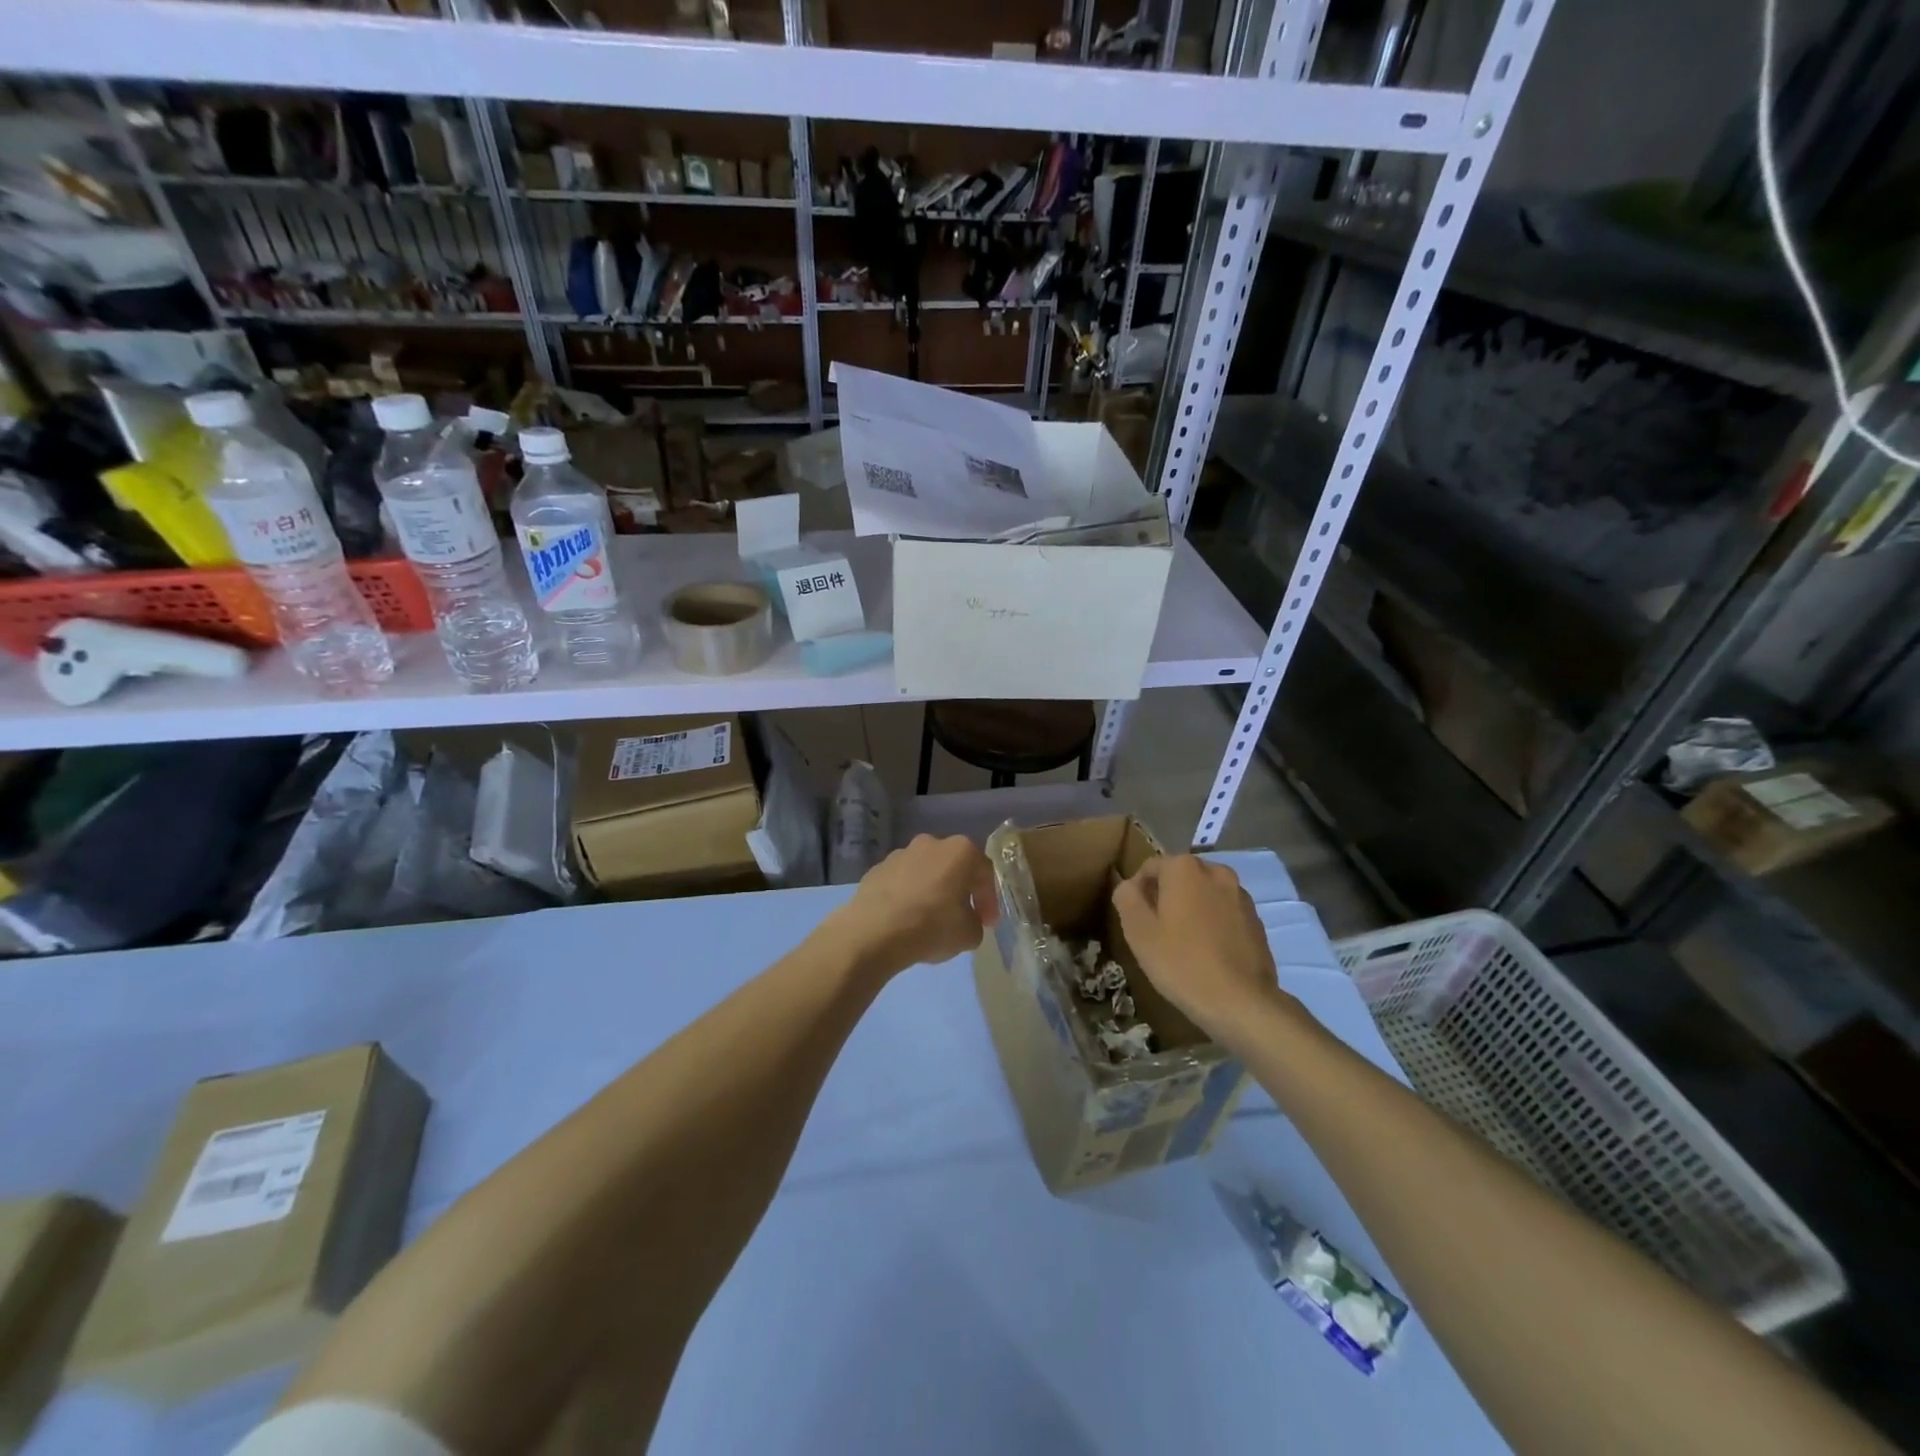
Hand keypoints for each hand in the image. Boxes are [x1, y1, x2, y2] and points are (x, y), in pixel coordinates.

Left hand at [826, 835, 998, 978]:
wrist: (874, 931)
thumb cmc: (931, 926)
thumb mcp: (969, 934)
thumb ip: (976, 922)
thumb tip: (968, 920)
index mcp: (960, 851)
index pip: (984, 872)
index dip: (989, 900)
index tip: (988, 923)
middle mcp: (931, 843)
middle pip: (953, 866)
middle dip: (959, 890)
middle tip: (961, 916)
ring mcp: (900, 853)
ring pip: (925, 872)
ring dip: (931, 890)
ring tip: (929, 919)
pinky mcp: (876, 869)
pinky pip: (900, 882)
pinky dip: (907, 896)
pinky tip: (904, 919)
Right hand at [1113, 855, 1282, 1036]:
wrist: (1242, 1003)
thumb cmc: (1182, 963)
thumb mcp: (1139, 932)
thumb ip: (1127, 898)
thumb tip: (1129, 885)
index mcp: (1184, 868)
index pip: (1150, 867)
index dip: (1138, 892)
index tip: (1137, 921)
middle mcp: (1215, 871)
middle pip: (1179, 878)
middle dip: (1166, 898)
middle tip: (1157, 933)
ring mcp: (1240, 895)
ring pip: (1203, 894)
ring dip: (1191, 909)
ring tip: (1184, 944)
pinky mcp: (1256, 919)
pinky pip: (1224, 912)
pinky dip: (1213, 923)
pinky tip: (1209, 953)